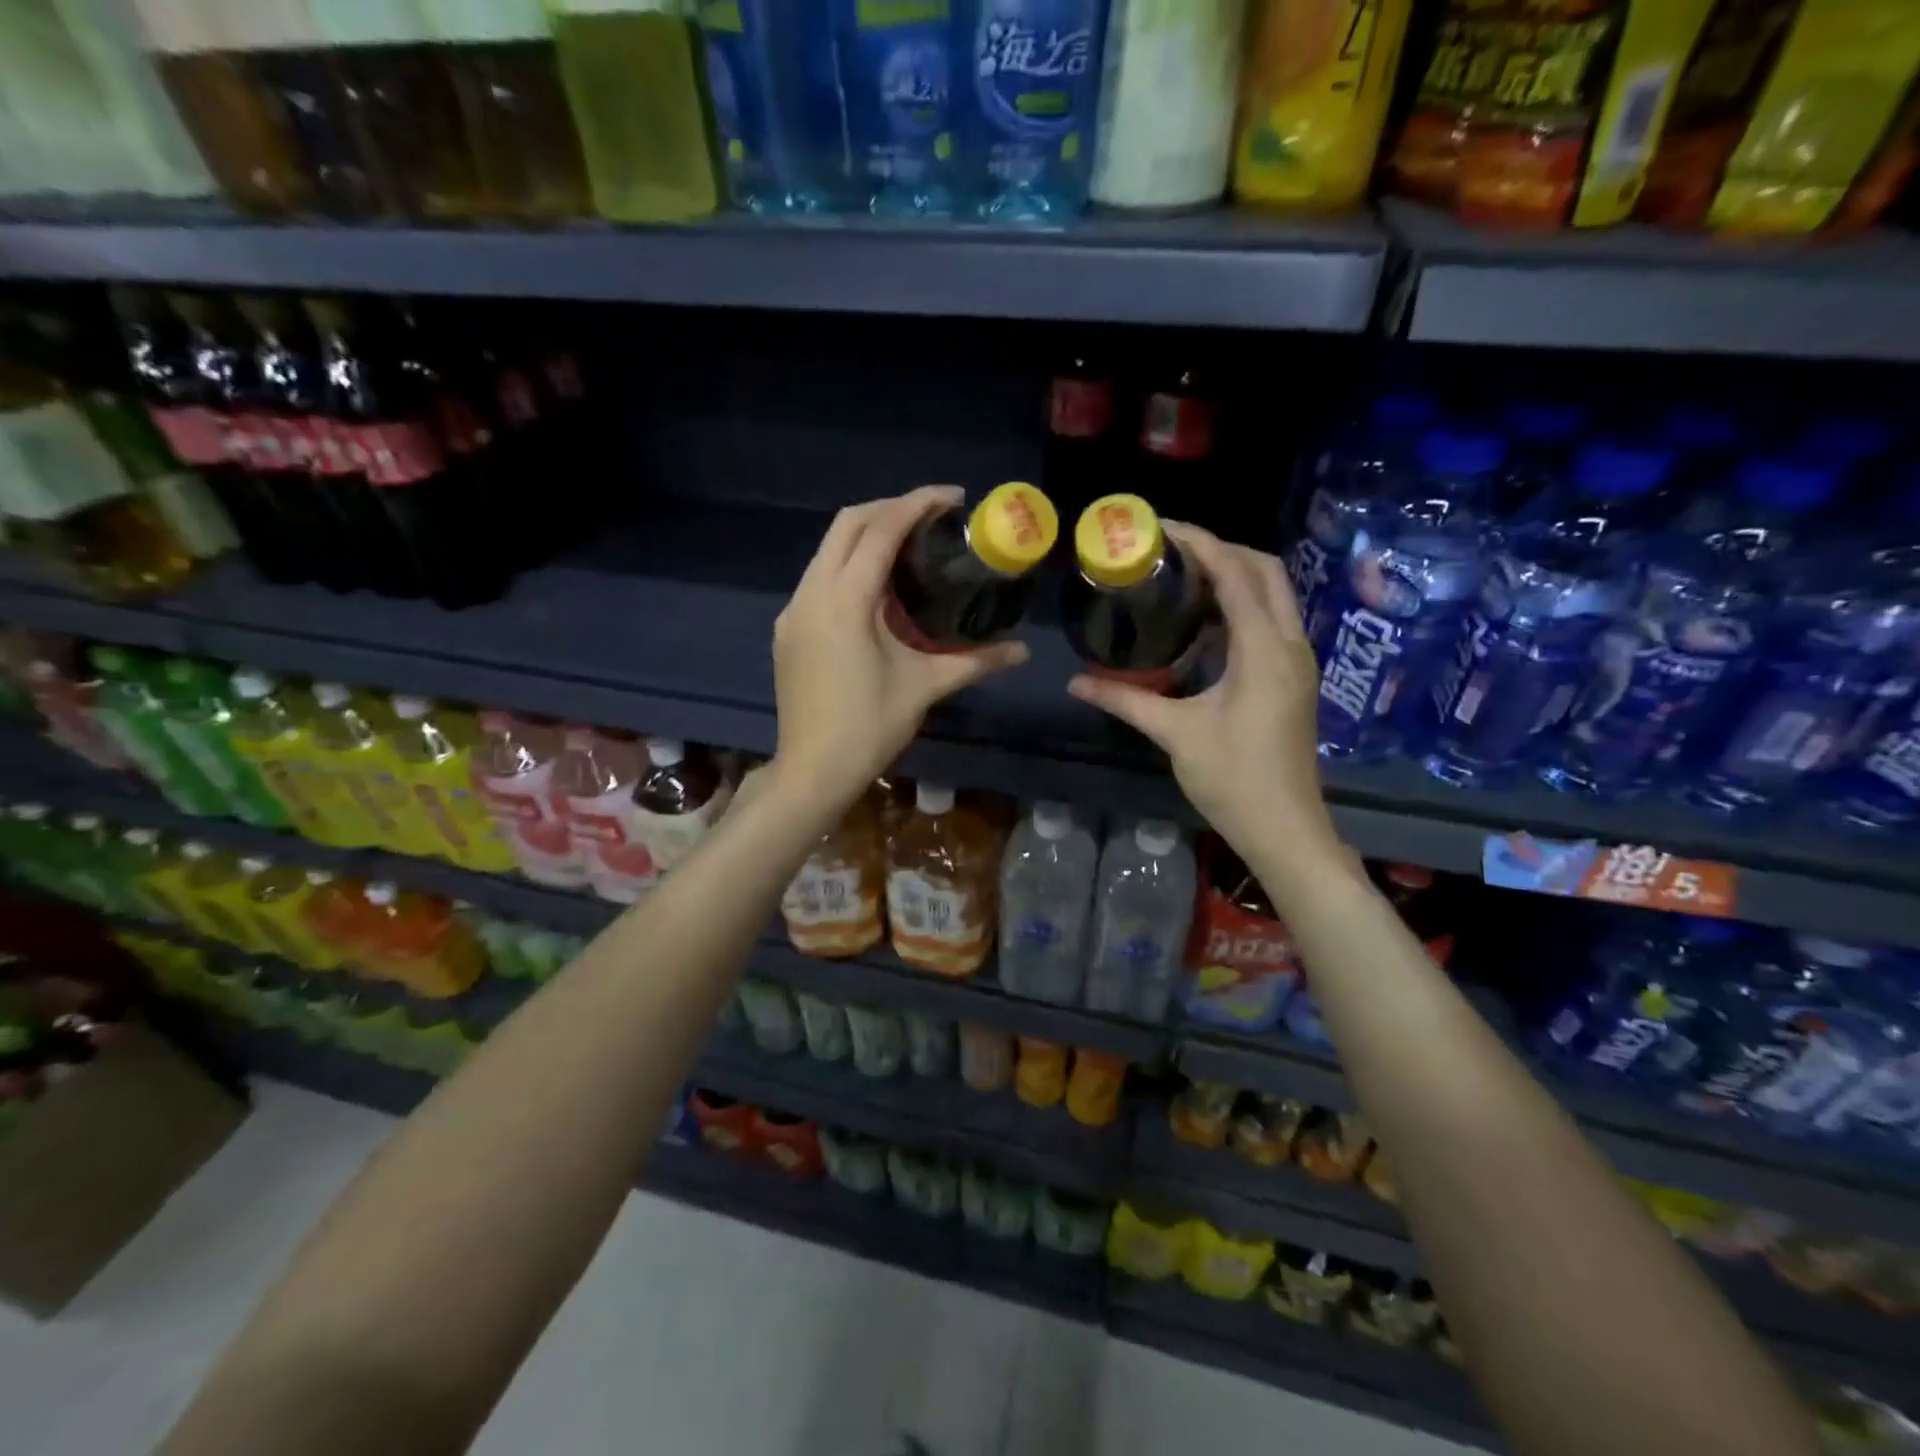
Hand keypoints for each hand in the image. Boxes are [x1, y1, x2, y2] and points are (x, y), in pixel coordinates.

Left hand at [772, 487, 1028, 810]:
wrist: (812, 770)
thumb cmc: (870, 727)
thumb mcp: (926, 688)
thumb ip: (975, 661)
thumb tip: (1023, 651)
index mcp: (845, 601)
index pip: (880, 530)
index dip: (918, 504)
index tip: (953, 498)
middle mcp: (811, 593)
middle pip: (846, 524)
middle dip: (890, 508)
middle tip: (933, 517)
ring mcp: (794, 610)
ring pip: (827, 549)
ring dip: (867, 535)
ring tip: (910, 544)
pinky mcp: (788, 628)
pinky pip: (819, 577)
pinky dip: (848, 565)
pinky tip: (877, 586)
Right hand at [1068, 523, 1341, 881]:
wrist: (1286, 828)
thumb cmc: (1233, 779)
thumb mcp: (1174, 734)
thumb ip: (1125, 699)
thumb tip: (1075, 683)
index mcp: (1264, 650)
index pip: (1236, 574)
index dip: (1201, 544)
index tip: (1160, 529)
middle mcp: (1290, 644)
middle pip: (1265, 570)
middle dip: (1221, 549)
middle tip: (1170, 550)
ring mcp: (1298, 660)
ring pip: (1274, 594)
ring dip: (1234, 575)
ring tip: (1181, 574)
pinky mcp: (1294, 677)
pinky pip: (1271, 619)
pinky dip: (1241, 604)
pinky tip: (1202, 620)